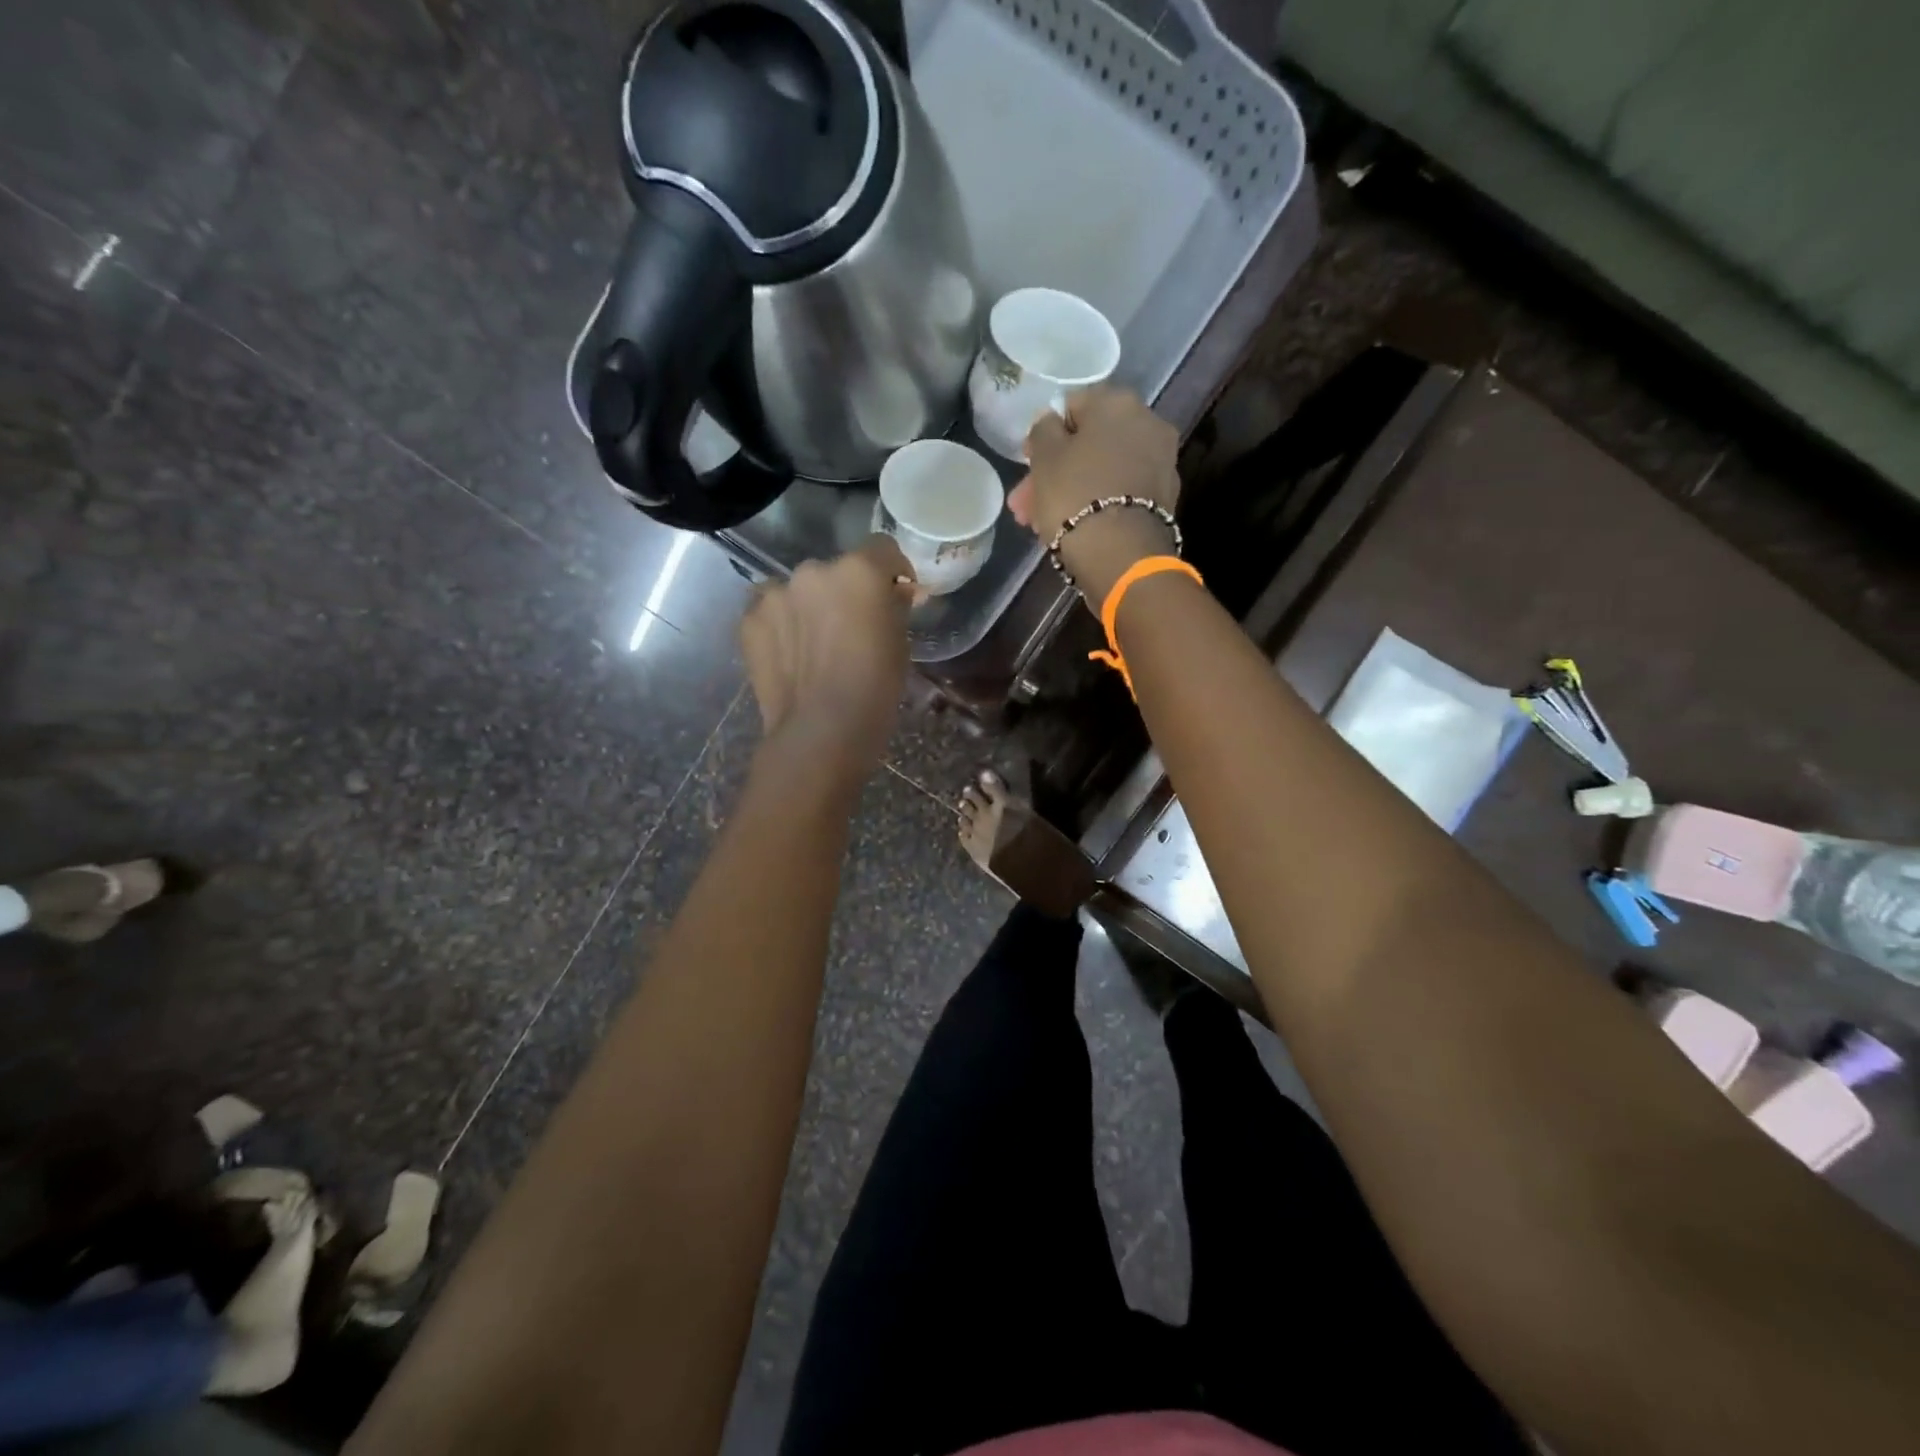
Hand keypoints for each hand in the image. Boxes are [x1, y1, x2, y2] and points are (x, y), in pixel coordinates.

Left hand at [738, 535, 913, 779]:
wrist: (821, 731)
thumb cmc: (875, 689)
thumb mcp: (900, 643)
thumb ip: (894, 606)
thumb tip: (895, 592)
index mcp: (859, 570)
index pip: (882, 549)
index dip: (892, 571)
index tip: (895, 596)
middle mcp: (814, 570)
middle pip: (836, 570)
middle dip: (846, 592)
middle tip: (852, 628)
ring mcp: (775, 593)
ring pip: (799, 590)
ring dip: (810, 606)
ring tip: (815, 645)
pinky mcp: (748, 620)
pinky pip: (771, 611)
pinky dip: (782, 626)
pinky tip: (790, 656)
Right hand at [1006, 385, 1181, 600]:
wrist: (1121, 553)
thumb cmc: (1075, 495)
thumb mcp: (1044, 457)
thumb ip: (1044, 430)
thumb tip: (1052, 422)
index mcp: (1118, 402)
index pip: (1073, 405)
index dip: (1046, 434)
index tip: (1028, 462)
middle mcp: (1147, 424)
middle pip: (1090, 443)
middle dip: (1056, 471)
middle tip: (1027, 502)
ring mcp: (1160, 462)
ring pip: (1103, 471)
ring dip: (1072, 490)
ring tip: (1041, 523)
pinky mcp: (1163, 499)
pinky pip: (1120, 493)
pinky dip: (1097, 504)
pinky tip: (1073, 527)